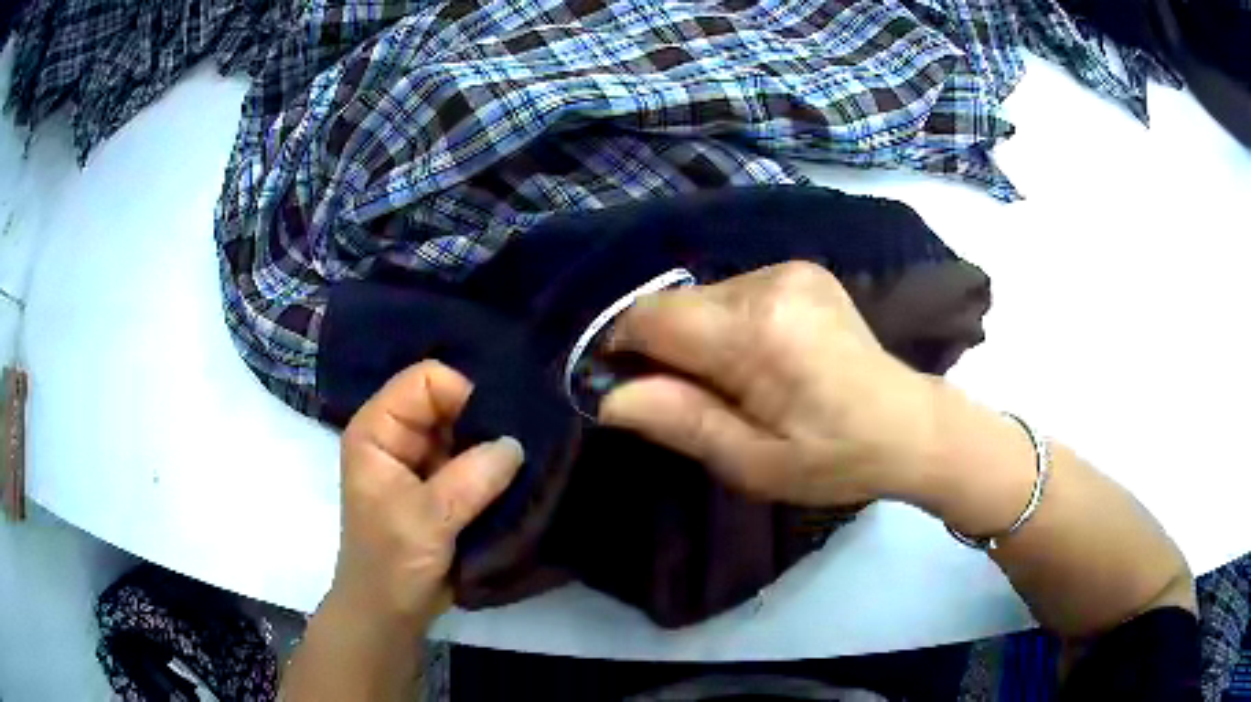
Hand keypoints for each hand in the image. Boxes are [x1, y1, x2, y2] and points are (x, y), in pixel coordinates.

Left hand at [333, 360, 524, 630]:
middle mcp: (399, 435)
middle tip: (524, 445)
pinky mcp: (443, 484)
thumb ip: (470, 479)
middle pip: (450, 401)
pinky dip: (497, 467)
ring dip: (494, 446)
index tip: (498, 430)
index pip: (426, 380)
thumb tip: (517, 444)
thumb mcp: (426, 520)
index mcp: (377, 430)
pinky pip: (476, 459)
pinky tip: (519, 478)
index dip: (463, 396)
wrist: (391, 611)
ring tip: (527, 463)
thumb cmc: (391, 563)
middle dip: (485, 420)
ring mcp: (422, 460)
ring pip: (467, 430)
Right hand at [600, 262, 937, 506]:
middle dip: (664, 349)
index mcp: (758, 333)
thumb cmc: (834, 458)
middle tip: (690, 400)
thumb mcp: (754, 464)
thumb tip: (608, 397)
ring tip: (734, 382)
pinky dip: (726, 324)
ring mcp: (790, 270)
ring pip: (702, 297)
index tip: (626, 388)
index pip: (652, 318)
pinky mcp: (801, 270)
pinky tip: (758, 357)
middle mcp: (770, 283)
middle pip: (674, 304)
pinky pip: (733, 292)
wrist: (909, 424)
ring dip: (696, 337)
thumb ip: (681, 423)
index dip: (622, 349)